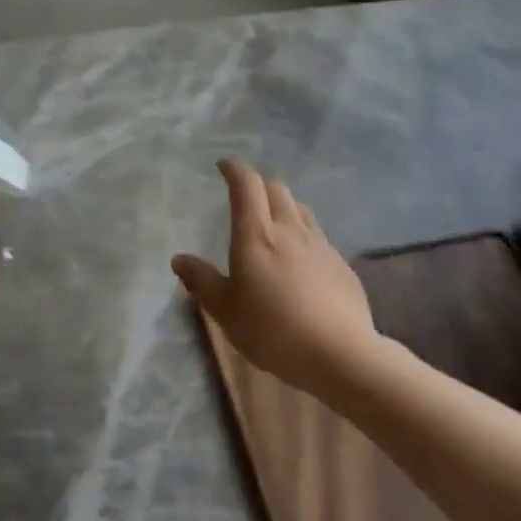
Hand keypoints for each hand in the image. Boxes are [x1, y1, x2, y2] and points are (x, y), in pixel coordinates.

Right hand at [172, 159, 384, 398]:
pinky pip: (317, 235)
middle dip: (258, 184)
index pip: (247, 185)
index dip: (234, 169)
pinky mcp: (341, 264)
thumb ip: (201, 280)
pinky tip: (299, 258)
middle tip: (244, 195)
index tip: (223, 166)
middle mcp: (290, 230)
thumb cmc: (272, 330)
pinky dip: (302, 233)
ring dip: (283, 205)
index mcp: (256, 235)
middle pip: (276, 189)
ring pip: (300, 209)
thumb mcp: (225, 310)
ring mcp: (321, 245)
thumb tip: (180, 258)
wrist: (340, 354)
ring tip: (271, 221)